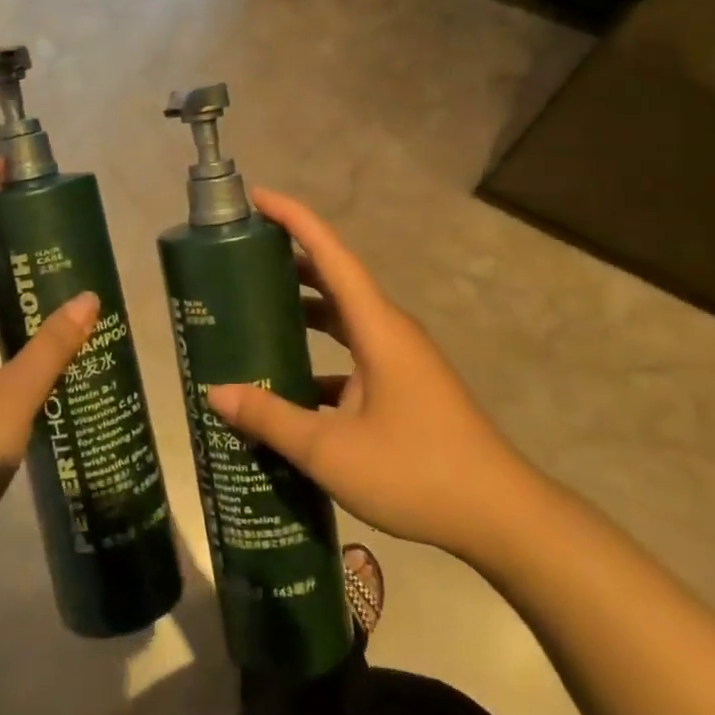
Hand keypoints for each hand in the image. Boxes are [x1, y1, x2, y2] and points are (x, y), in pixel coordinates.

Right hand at [206, 189, 525, 558]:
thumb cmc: (416, 471)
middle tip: (239, 259)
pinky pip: (353, 355)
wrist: (500, 516)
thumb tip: (214, 393)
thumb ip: (271, 418)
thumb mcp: (331, 449)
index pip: (330, 253)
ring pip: (344, 318)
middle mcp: (389, 331)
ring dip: (304, 309)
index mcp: (377, 326)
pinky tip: (288, 385)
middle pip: (335, 278)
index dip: (294, 219)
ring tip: (254, 312)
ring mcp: (399, 359)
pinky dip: (319, 357)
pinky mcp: (403, 386)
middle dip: (289, 262)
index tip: (256, 198)